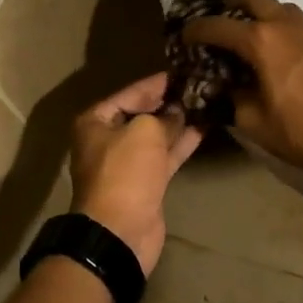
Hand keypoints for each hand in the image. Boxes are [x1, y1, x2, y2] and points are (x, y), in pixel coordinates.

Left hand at [70, 73, 202, 275]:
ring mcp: (128, 163)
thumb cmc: (125, 172)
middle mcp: (108, 139)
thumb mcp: (144, 132)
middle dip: (169, 102)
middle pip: (142, 114)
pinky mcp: (146, 183)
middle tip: (199, 86)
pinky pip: (165, 156)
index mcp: (96, 121)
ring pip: (156, 136)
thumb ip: (164, 116)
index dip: (156, 83)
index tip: (183, 72)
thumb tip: (179, 110)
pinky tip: (204, 128)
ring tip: (207, 102)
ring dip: (179, 122)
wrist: (121, 231)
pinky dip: (182, 143)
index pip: (130, 93)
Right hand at [183, 0, 302, 183]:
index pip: (217, 26)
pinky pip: (295, 24)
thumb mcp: (255, 123)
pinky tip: (276, 60)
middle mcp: (284, 25)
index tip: (184, 38)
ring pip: (277, 6)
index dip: (195, 30)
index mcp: (261, 41)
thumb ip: (232, 99)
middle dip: (230, 5)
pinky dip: (279, 30)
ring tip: (248, 45)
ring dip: (259, 15)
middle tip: (219, 28)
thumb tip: (222, 87)